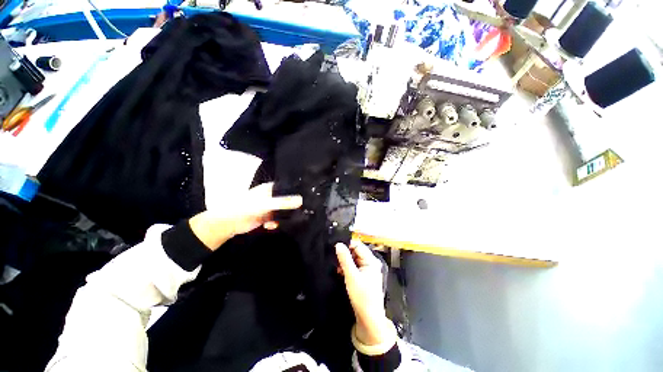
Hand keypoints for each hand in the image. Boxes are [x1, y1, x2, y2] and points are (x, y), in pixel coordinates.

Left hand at [189, 182, 301, 250]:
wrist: (228, 223)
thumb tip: (302, 200)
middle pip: (287, 200)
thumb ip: (283, 203)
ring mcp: (269, 207)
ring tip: (284, 221)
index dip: (297, 192)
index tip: (307, 197)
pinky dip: (276, 222)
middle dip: (293, 206)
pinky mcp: (266, 216)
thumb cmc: (246, 208)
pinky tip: (271, 226)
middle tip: (303, 211)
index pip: (288, 187)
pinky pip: (277, 219)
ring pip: (283, 210)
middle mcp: (271, 196)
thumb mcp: (266, 204)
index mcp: (271, 188)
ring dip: (284, 216)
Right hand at [336, 240, 394, 346]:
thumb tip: (338, 244)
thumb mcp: (351, 276)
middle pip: (356, 252)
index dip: (347, 245)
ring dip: (345, 261)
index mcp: (371, 260)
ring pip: (354, 259)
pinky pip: (354, 266)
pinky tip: (340, 272)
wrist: (369, 319)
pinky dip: (347, 268)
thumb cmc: (362, 297)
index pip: (358, 245)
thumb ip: (344, 259)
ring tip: (337, 267)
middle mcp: (371, 263)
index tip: (335, 247)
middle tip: (335, 259)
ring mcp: (368, 269)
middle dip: (345, 254)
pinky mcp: (364, 276)